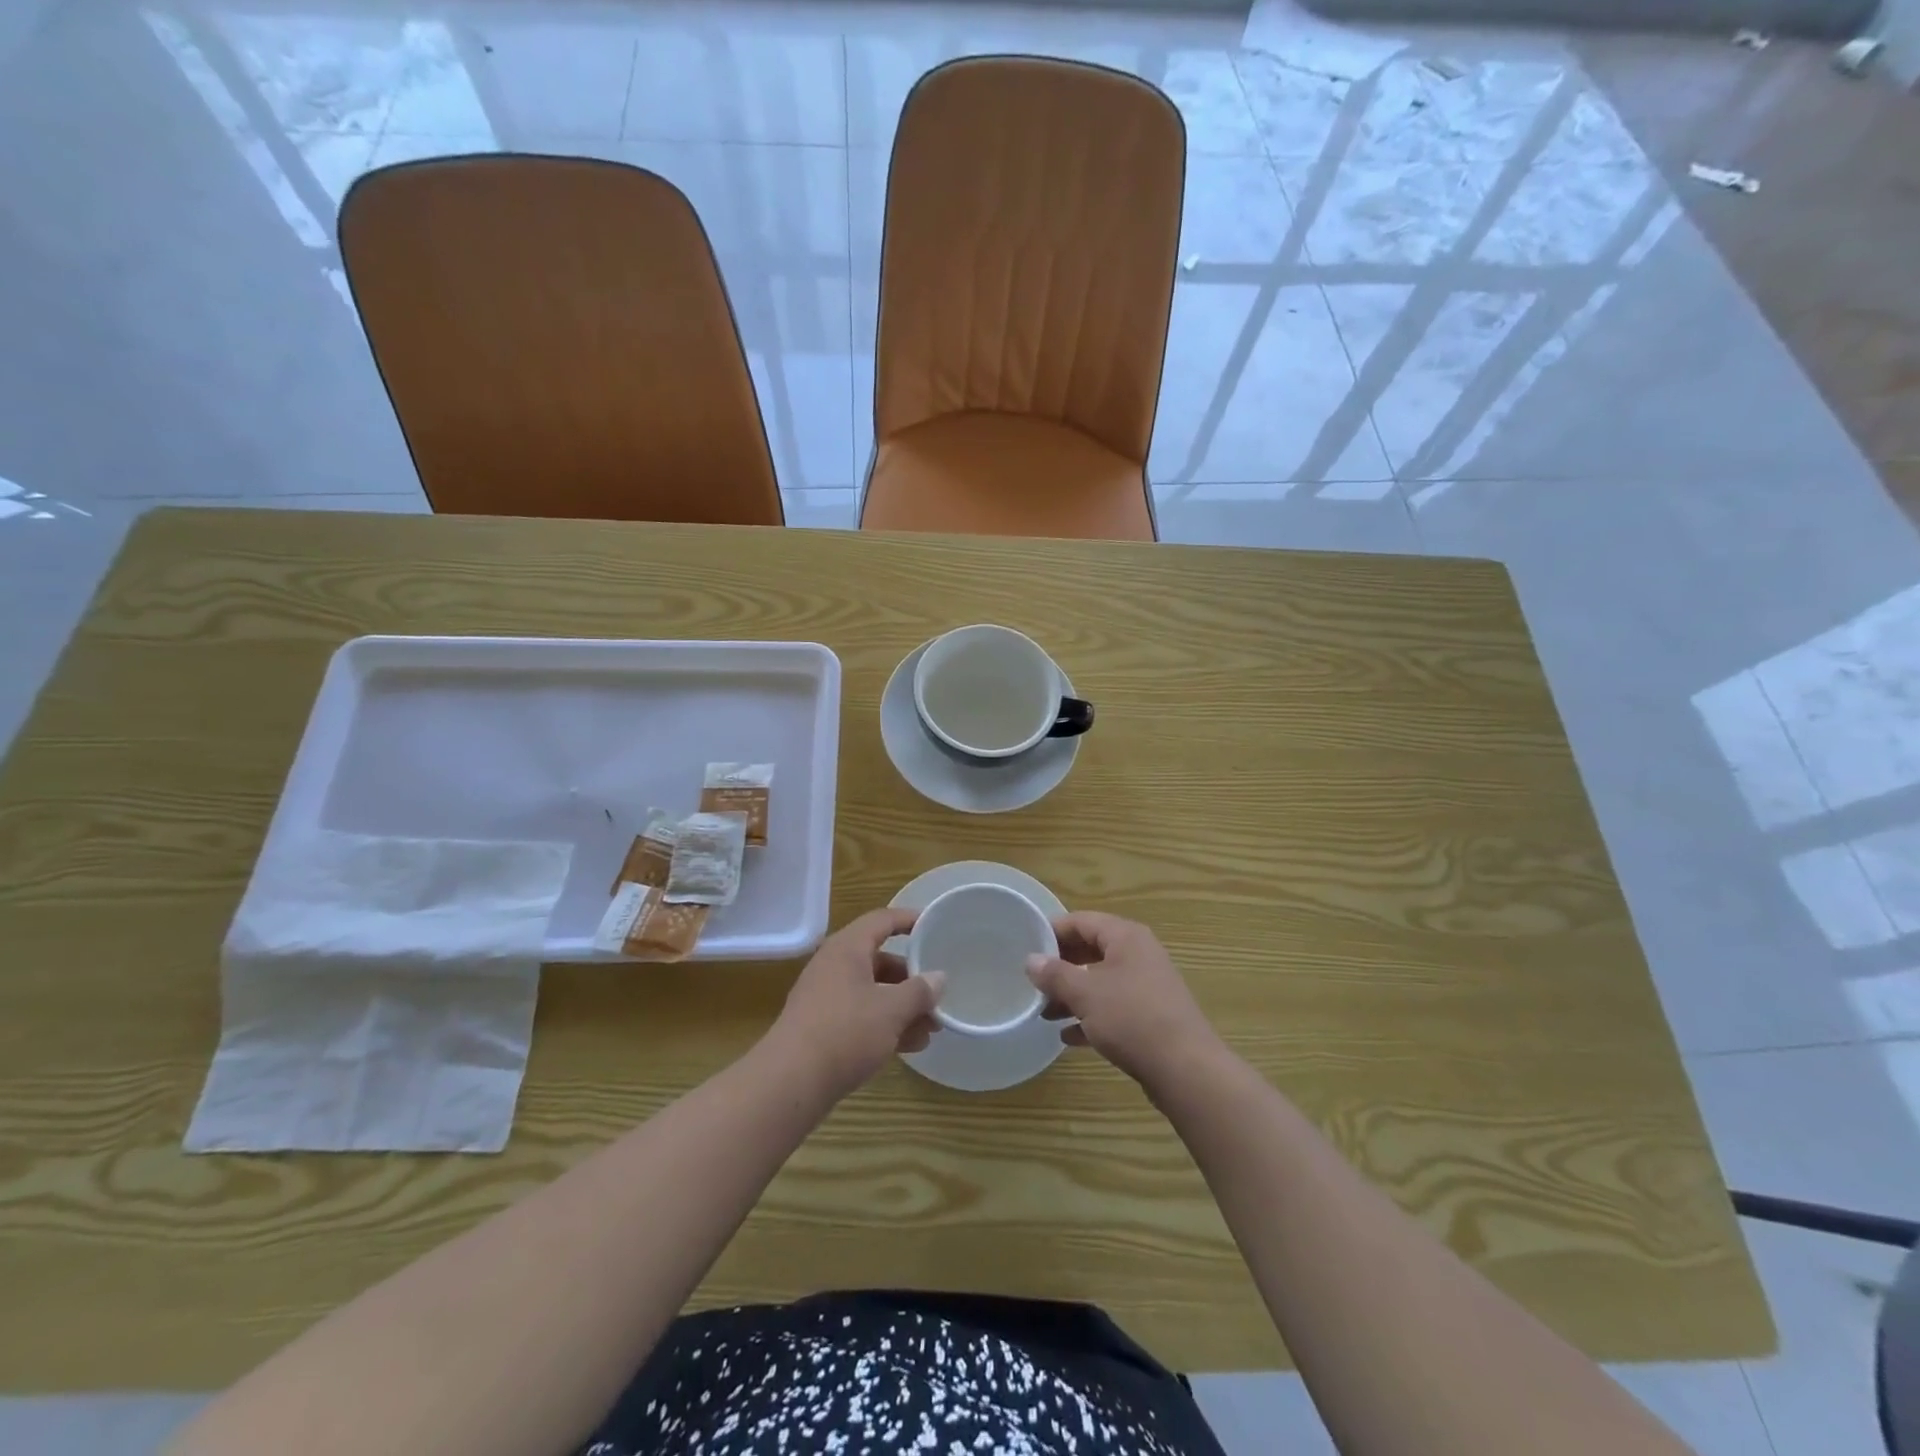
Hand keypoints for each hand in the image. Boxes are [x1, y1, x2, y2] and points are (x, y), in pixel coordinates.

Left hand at [767, 908, 943, 1099]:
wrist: (790, 1083)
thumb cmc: (845, 1032)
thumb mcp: (891, 1010)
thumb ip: (919, 991)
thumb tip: (938, 978)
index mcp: (847, 949)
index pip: (882, 920)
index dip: (909, 919)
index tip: (934, 925)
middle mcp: (834, 966)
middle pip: (879, 960)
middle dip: (911, 978)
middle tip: (938, 993)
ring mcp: (825, 997)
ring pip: (872, 992)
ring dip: (902, 1007)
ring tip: (932, 1029)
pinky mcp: (822, 1027)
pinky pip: (861, 1015)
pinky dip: (885, 1024)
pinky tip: (909, 1046)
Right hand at [1026, 912, 1225, 1092]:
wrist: (1186, 1069)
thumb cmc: (1131, 1018)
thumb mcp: (1085, 993)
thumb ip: (1055, 974)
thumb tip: (1031, 959)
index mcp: (1126, 937)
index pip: (1082, 921)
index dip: (1053, 931)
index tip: (1026, 947)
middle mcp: (1139, 955)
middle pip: (1092, 950)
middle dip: (1061, 966)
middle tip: (1034, 981)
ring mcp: (1147, 986)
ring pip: (1101, 981)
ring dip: (1073, 994)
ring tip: (1045, 1012)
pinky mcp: (1151, 1017)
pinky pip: (1114, 1008)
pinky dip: (1091, 1017)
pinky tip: (1068, 1036)